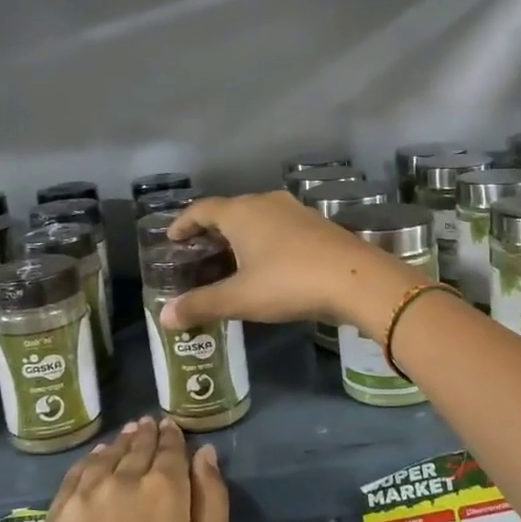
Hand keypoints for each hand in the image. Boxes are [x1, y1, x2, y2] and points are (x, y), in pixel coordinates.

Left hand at [34, 416, 229, 521]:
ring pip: (103, 458)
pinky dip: (87, 463)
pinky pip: (72, 479)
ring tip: (124, 437)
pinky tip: (93, 462)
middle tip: (148, 424)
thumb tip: (204, 453)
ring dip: (117, 444)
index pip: (170, 449)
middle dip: (146, 435)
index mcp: (164, 489)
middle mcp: (121, 482)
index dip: (173, 436)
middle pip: (136, 448)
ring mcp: (81, 500)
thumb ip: (211, 499)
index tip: (171, 427)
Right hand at [162, 191, 421, 334]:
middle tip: (197, 254)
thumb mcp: (240, 298)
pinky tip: (267, 264)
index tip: (172, 238)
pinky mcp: (317, 224)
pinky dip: (264, 241)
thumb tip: (164, 318)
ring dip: (240, 236)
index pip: (202, 209)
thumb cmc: (289, 282)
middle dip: (211, 231)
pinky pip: (279, 227)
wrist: (357, 279)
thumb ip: (201, 305)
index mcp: (241, 212)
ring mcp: (295, 211)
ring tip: (229, 261)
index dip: (183, 223)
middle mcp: (266, 203)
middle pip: (230, 211)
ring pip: (257, 218)